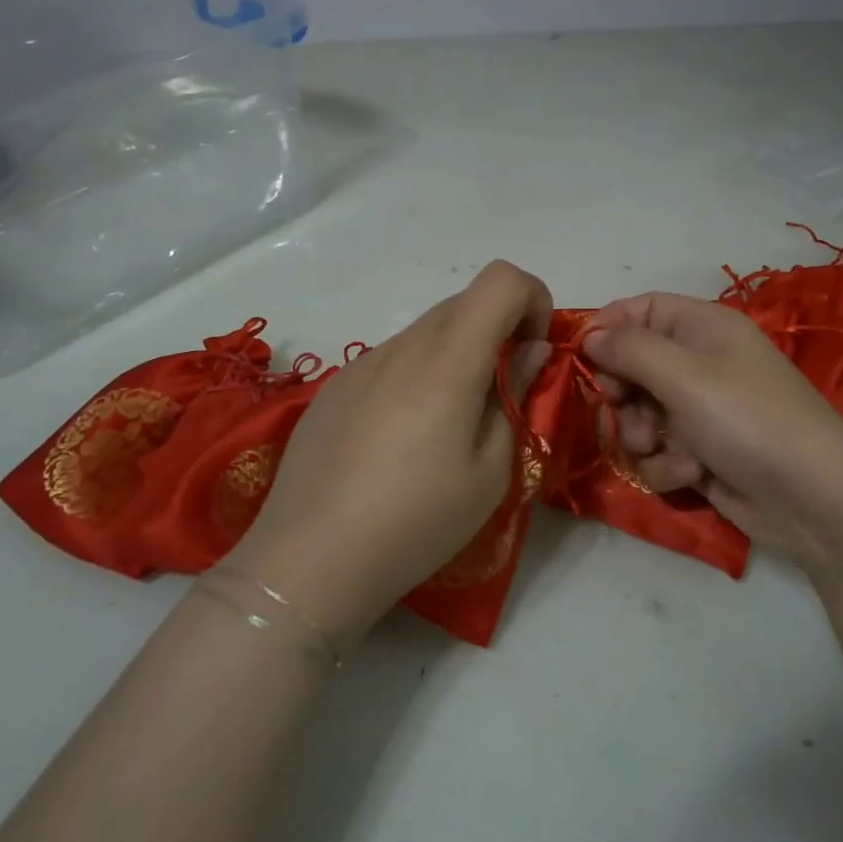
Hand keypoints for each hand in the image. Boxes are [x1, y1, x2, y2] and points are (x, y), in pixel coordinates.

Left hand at [221, 261, 553, 645]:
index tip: (531, 354)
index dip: (533, 301)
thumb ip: (514, 394)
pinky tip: (399, 439)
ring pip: (427, 331)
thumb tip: (528, 350)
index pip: (502, 280)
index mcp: (448, 360)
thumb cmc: (417, 521)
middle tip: (499, 397)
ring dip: (456, 355)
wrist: (309, 561)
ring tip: (446, 427)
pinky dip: (417, 374)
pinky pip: (392, 359)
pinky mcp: (334, 386)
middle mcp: (403, 346)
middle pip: (465, 302)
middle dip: (498, 332)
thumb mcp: (491, 470)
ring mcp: (361, 363)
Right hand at [584, 292, 842, 568]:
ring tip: (661, 449)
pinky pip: (661, 451)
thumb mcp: (684, 375)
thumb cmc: (748, 420)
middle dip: (622, 394)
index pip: (640, 309)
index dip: (608, 330)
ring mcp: (701, 411)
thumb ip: (629, 349)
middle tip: (622, 410)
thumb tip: (590, 335)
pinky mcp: (703, 454)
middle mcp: (700, 363)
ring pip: (640, 414)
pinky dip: (668, 465)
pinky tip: (691, 475)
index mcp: (702, 327)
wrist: (815, 501)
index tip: (582, 358)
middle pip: (632, 366)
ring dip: (641, 435)